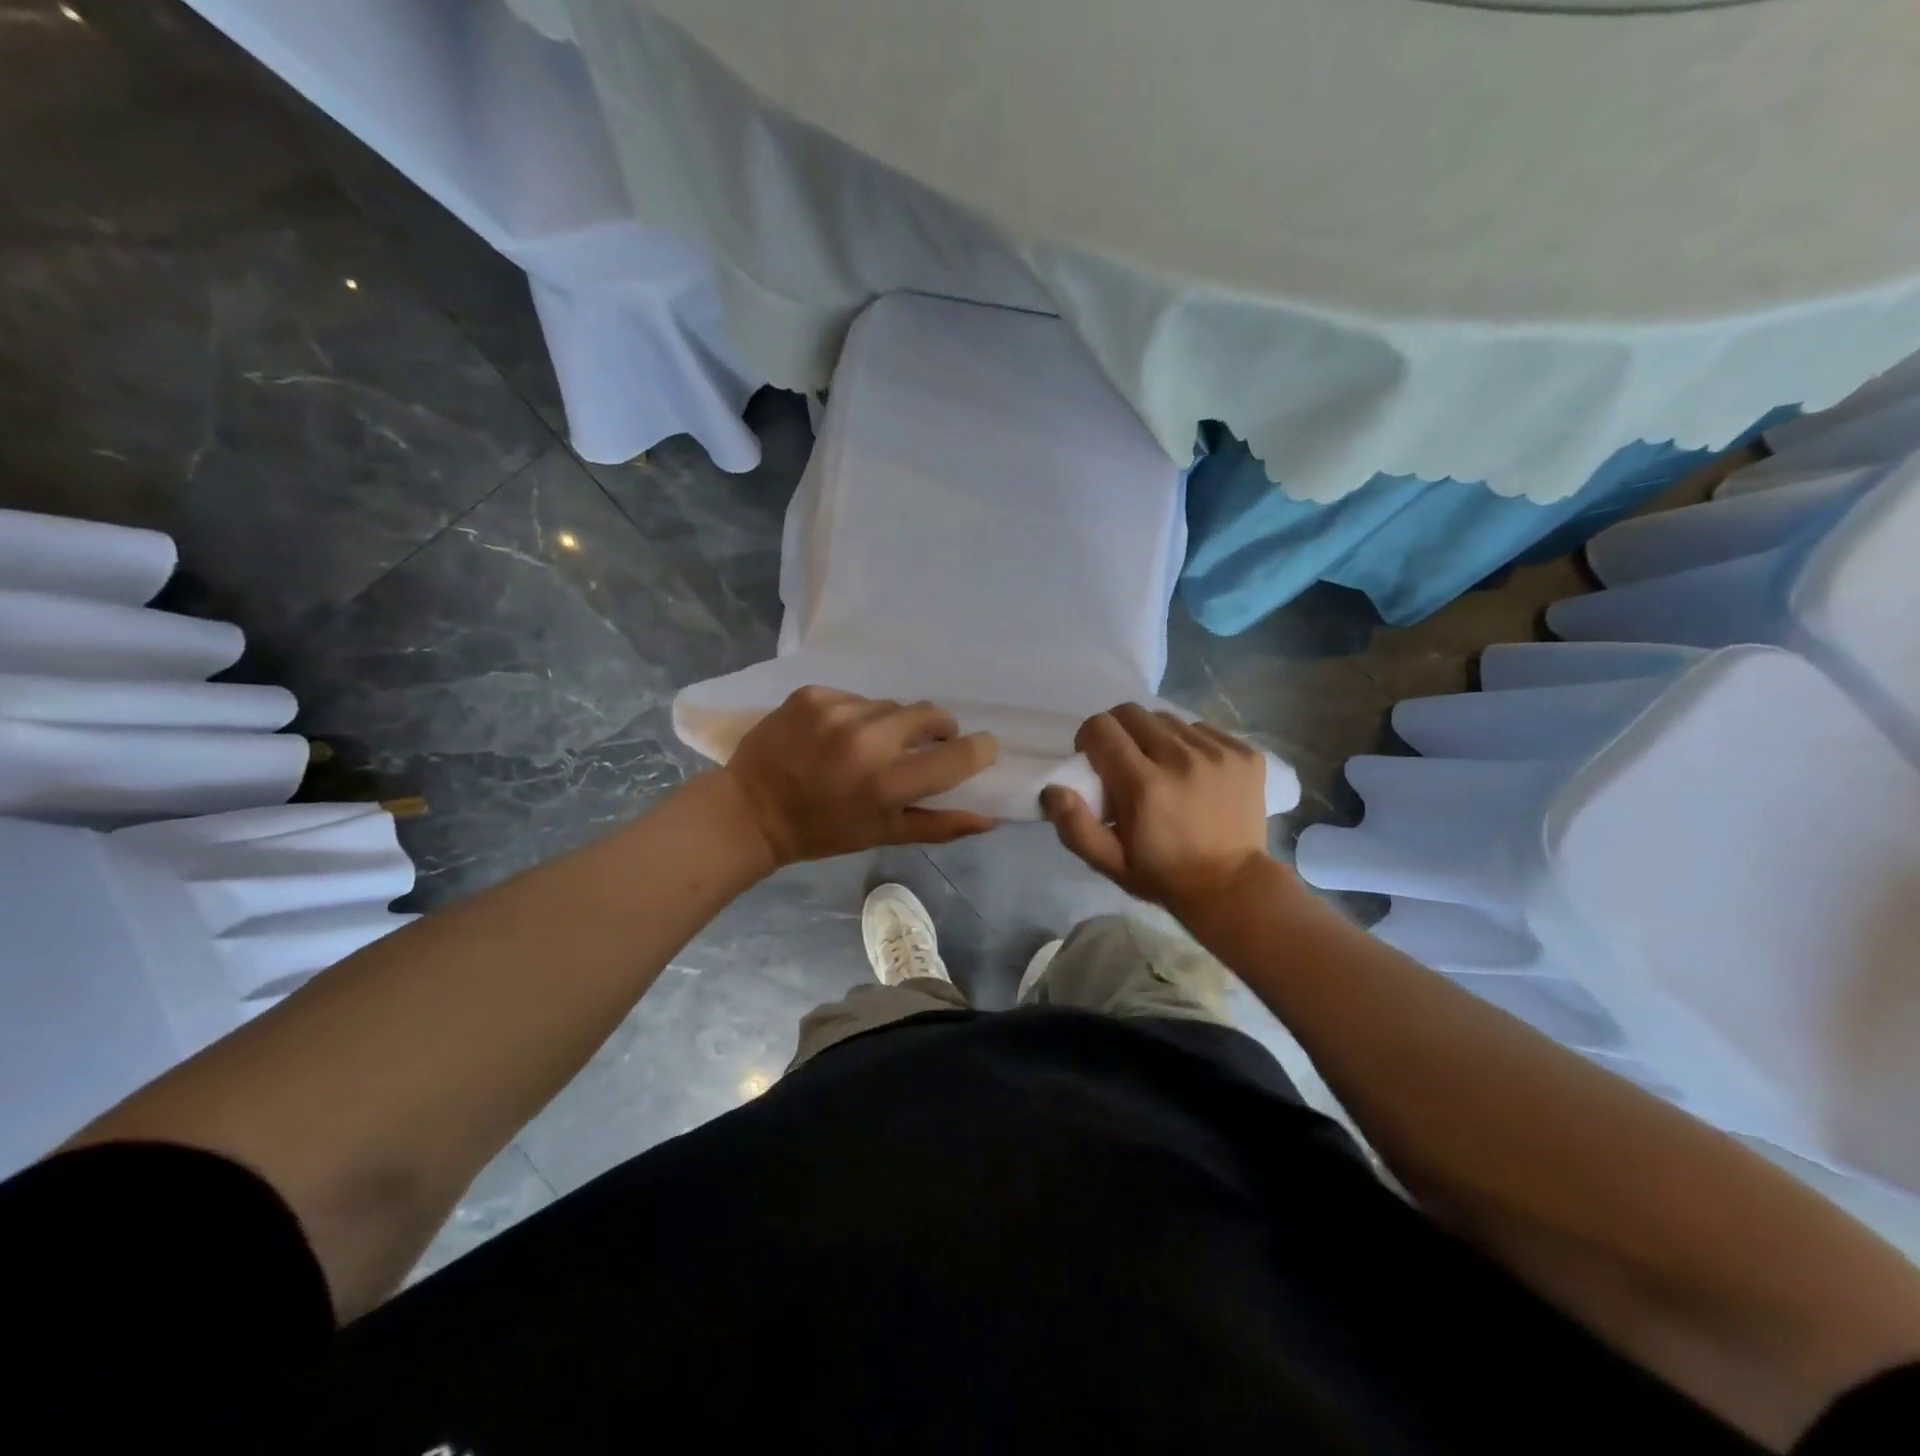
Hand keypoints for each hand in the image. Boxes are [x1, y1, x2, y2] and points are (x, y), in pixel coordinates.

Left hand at [721, 686, 998, 866]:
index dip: (978, 749)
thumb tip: (991, 816)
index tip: (979, 748)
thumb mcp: (883, 834)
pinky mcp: (812, 694)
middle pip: (929, 713)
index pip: (956, 755)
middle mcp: (865, 740)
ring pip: (890, 705)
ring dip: (891, 723)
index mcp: (886, 784)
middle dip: (938, 727)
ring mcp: (836, 712)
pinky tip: (836, 735)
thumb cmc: (823, 831)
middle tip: (925, 744)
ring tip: (868, 745)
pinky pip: (855, 697)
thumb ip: (940, 825)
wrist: (751, 810)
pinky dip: (855, 714)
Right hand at [1042, 704, 1271, 915]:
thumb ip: (1074, 826)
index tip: (1094, 760)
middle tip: (1124, 760)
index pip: (1101, 728)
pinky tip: (1193, 771)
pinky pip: (1202, 728)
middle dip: (1118, 731)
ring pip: (1167, 719)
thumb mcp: (1109, 863)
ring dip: (1155, 737)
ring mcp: (1218, 753)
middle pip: (1132, 713)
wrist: (1232, 886)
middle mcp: (1181, 760)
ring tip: (1162, 767)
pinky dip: (1190, 743)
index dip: (1089, 739)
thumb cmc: (1162, 874)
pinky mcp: (1245, 754)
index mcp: (1144, 786)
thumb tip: (1052, 789)